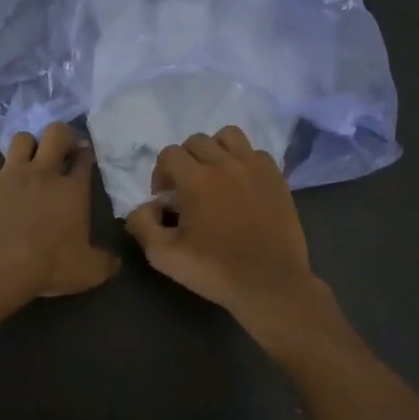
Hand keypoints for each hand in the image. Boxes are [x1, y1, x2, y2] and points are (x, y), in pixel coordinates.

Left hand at [0, 123, 119, 310]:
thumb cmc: (47, 264)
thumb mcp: (87, 272)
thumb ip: (104, 263)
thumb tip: (114, 261)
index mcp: (72, 190)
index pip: (84, 160)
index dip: (85, 154)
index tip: (85, 155)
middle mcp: (43, 174)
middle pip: (55, 133)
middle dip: (62, 134)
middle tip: (62, 148)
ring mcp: (10, 176)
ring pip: (21, 139)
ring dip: (28, 146)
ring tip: (29, 162)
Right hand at [123, 127, 324, 334]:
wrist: (270, 283)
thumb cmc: (215, 269)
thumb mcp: (163, 255)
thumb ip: (142, 224)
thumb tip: (145, 206)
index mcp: (196, 179)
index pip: (169, 153)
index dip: (160, 173)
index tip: (165, 199)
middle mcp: (225, 163)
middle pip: (196, 140)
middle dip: (184, 161)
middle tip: (186, 189)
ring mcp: (255, 167)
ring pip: (229, 136)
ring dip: (215, 150)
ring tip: (214, 176)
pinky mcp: (277, 177)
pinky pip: (256, 153)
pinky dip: (244, 161)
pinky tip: (241, 185)